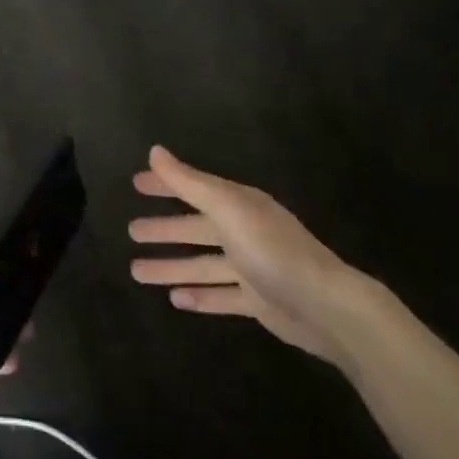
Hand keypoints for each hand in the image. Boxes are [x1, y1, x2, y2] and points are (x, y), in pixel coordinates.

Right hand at [128, 145, 366, 364]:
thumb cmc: (272, 250)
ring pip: (202, 265)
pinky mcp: (258, 301)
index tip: (136, 184)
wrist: (326, 307)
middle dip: (164, 229)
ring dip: (171, 267)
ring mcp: (252, 268)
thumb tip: (154, 151)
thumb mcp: (227, 209)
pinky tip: (175, 299)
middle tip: (131, 231)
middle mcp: (245, 232)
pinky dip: (198, 296)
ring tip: (136, 271)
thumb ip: (189, 182)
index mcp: (239, 206)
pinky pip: (220, 296)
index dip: (166, 185)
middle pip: (196, 228)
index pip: (194, 189)